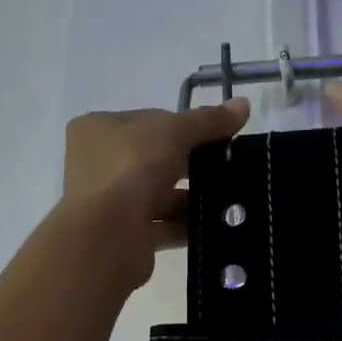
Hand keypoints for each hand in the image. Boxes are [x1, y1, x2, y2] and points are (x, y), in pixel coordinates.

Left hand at [59, 98, 250, 292]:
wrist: (107, 235)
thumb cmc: (131, 168)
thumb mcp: (173, 131)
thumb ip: (208, 120)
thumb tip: (243, 104)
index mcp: (98, 128)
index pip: (149, 121)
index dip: (184, 126)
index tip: (217, 136)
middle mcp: (97, 163)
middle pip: (155, 158)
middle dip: (191, 164)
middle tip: (227, 168)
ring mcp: (108, 202)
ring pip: (159, 194)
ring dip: (190, 198)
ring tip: (229, 199)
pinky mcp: (123, 236)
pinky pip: (161, 225)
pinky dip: (185, 225)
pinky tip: (214, 226)